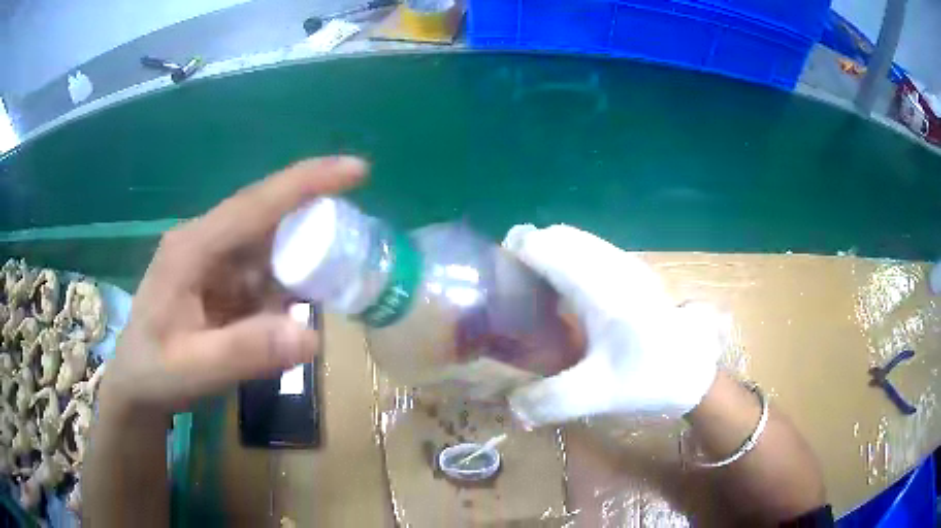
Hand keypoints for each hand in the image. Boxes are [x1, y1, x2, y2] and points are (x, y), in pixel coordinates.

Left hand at [100, 157, 366, 416]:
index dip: (306, 183)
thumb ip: (245, 352)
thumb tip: (312, 334)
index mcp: (191, 248)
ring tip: (327, 287)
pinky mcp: (219, 280)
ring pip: (269, 247)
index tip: (357, 170)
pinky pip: (262, 273)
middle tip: (353, 248)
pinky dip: (284, 288)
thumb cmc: (154, 373)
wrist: (136, 386)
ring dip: (300, 263)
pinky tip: (290, 311)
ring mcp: (211, 260)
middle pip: (266, 219)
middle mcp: (204, 243)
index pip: (255, 204)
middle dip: (311, 226)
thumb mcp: (193, 370)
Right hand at [502, 224, 721, 426]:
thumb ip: (548, 400)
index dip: (513, 253)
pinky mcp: (632, 270)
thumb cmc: (649, 378)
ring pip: (575, 239)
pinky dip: (568, 260)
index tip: (499, 282)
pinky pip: (589, 249)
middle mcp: (611, 264)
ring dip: (549, 255)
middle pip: (557, 235)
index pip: (544, 243)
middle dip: (528, 253)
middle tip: (514, 292)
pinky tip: (568, 298)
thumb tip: (510, 404)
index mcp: (600, 287)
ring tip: (537, 294)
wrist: (693, 370)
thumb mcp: (597, 396)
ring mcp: (625, 263)